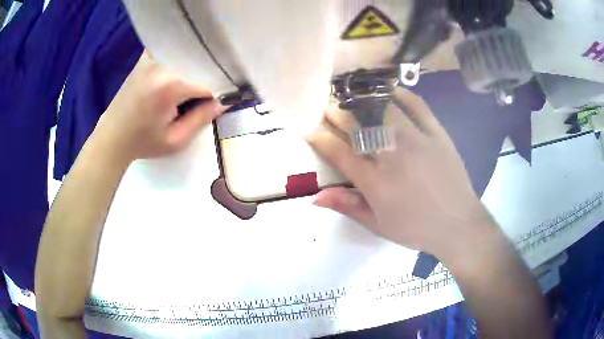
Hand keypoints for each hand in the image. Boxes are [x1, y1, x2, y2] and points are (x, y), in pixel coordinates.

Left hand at [90, 52, 224, 163]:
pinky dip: (174, 61)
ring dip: (188, 72)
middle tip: (192, 102)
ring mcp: (152, 59)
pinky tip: (170, 76)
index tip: (208, 109)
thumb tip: (223, 103)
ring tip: (180, 92)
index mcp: (171, 86)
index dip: (210, 98)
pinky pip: (168, 54)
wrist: (111, 138)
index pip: (206, 85)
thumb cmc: (142, 142)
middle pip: (195, 68)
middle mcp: (162, 65)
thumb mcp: (175, 141)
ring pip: (183, 59)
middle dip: (199, 83)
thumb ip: (201, 120)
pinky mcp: (144, 59)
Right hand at [308, 88, 497, 260]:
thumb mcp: (378, 225)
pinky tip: (389, 90)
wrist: (458, 224)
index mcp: (376, 182)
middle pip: (358, 124)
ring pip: (383, 110)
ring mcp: (417, 140)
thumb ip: (347, 206)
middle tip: (326, 104)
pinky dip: (401, 94)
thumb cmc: (416, 228)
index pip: (339, 152)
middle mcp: (393, 155)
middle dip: (336, 111)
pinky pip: (417, 106)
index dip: (319, 137)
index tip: (308, 125)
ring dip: (362, 99)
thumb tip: (314, 197)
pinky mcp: (437, 133)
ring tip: (351, 93)